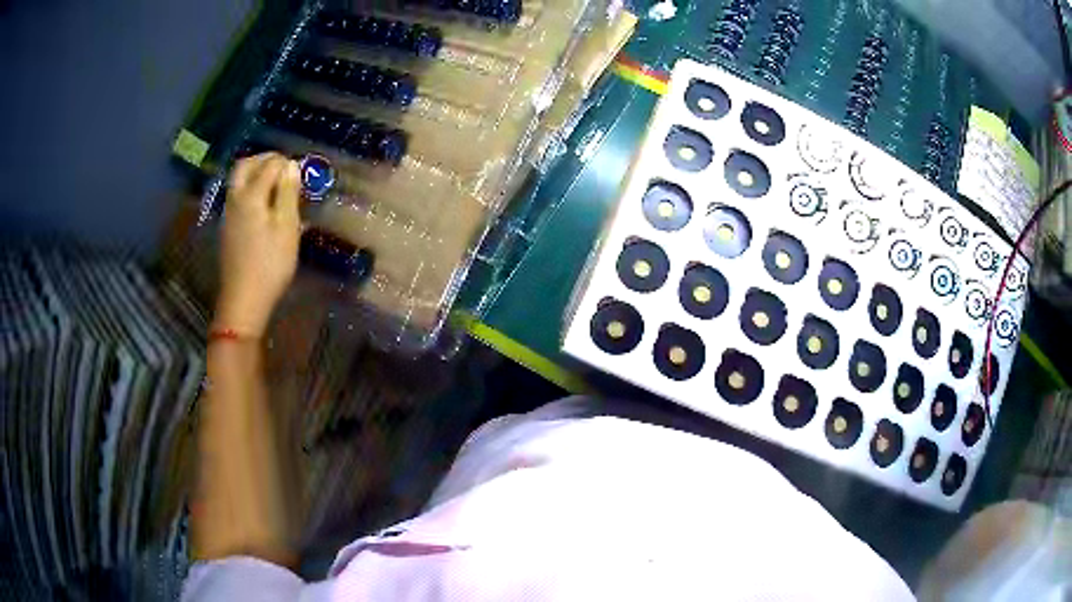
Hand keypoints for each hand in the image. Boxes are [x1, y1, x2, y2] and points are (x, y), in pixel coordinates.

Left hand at [216, 153, 301, 337]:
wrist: (243, 299)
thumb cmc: (270, 263)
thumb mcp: (287, 227)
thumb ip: (288, 193)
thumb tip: (291, 166)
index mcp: (251, 195)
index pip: (269, 164)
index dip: (286, 163)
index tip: (301, 170)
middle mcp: (235, 198)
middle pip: (245, 165)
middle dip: (264, 160)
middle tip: (283, 167)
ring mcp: (229, 214)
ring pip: (239, 181)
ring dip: (257, 174)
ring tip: (277, 185)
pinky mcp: (228, 229)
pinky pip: (238, 197)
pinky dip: (251, 190)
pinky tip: (265, 206)